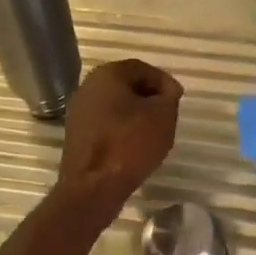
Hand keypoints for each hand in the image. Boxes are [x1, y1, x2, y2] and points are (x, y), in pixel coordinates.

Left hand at [58, 59, 182, 209]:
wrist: (93, 186)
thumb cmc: (130, 144)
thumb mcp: (163, 115)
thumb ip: (169, 96)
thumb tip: (166, 91)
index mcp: (107, 75)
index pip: (141, 68)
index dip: (163, 81)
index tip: (178, 98)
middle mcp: (88, 88)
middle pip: (126, 85)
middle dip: (149, 97)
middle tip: (168, 113)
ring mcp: (79, 112)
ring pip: (115, 106)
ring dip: (136, 115)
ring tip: (155, 131)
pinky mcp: (78, 136)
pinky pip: (106, 124)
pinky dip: (123, 130)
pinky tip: (135, 146)